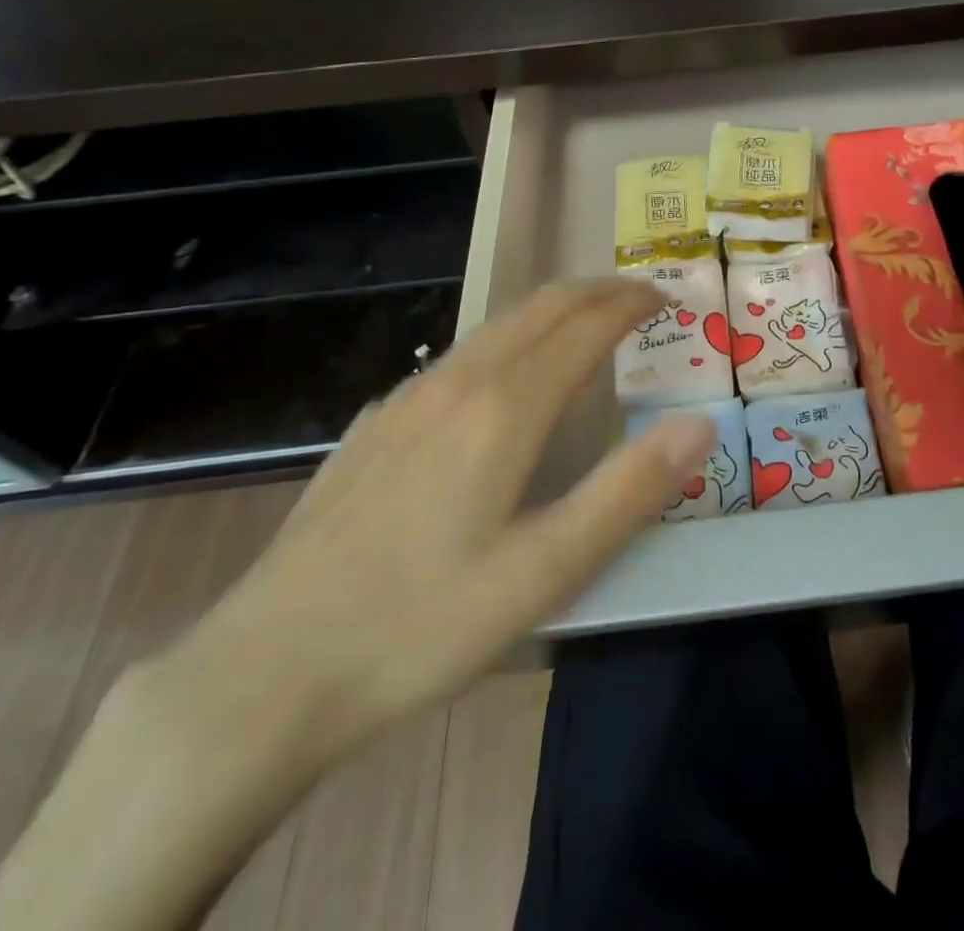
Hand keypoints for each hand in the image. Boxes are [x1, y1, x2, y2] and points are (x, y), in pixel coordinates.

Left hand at [165, 277, 714, 742]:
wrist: (264, 674)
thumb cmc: (421, 625)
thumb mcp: (545, 571)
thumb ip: (628, 490)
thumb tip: (698, 424)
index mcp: (503, 409)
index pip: (583, 326)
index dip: (630, 304)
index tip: (666, 298)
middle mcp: (455, 384)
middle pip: (538, 308)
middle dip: (595, 291)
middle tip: (638, 297)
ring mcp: (405, 400)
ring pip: (495, 327)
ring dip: (550, 312)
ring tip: (585, 325)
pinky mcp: (374, 426)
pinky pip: (457, 358)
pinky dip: (506, 342)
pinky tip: (501, 380)